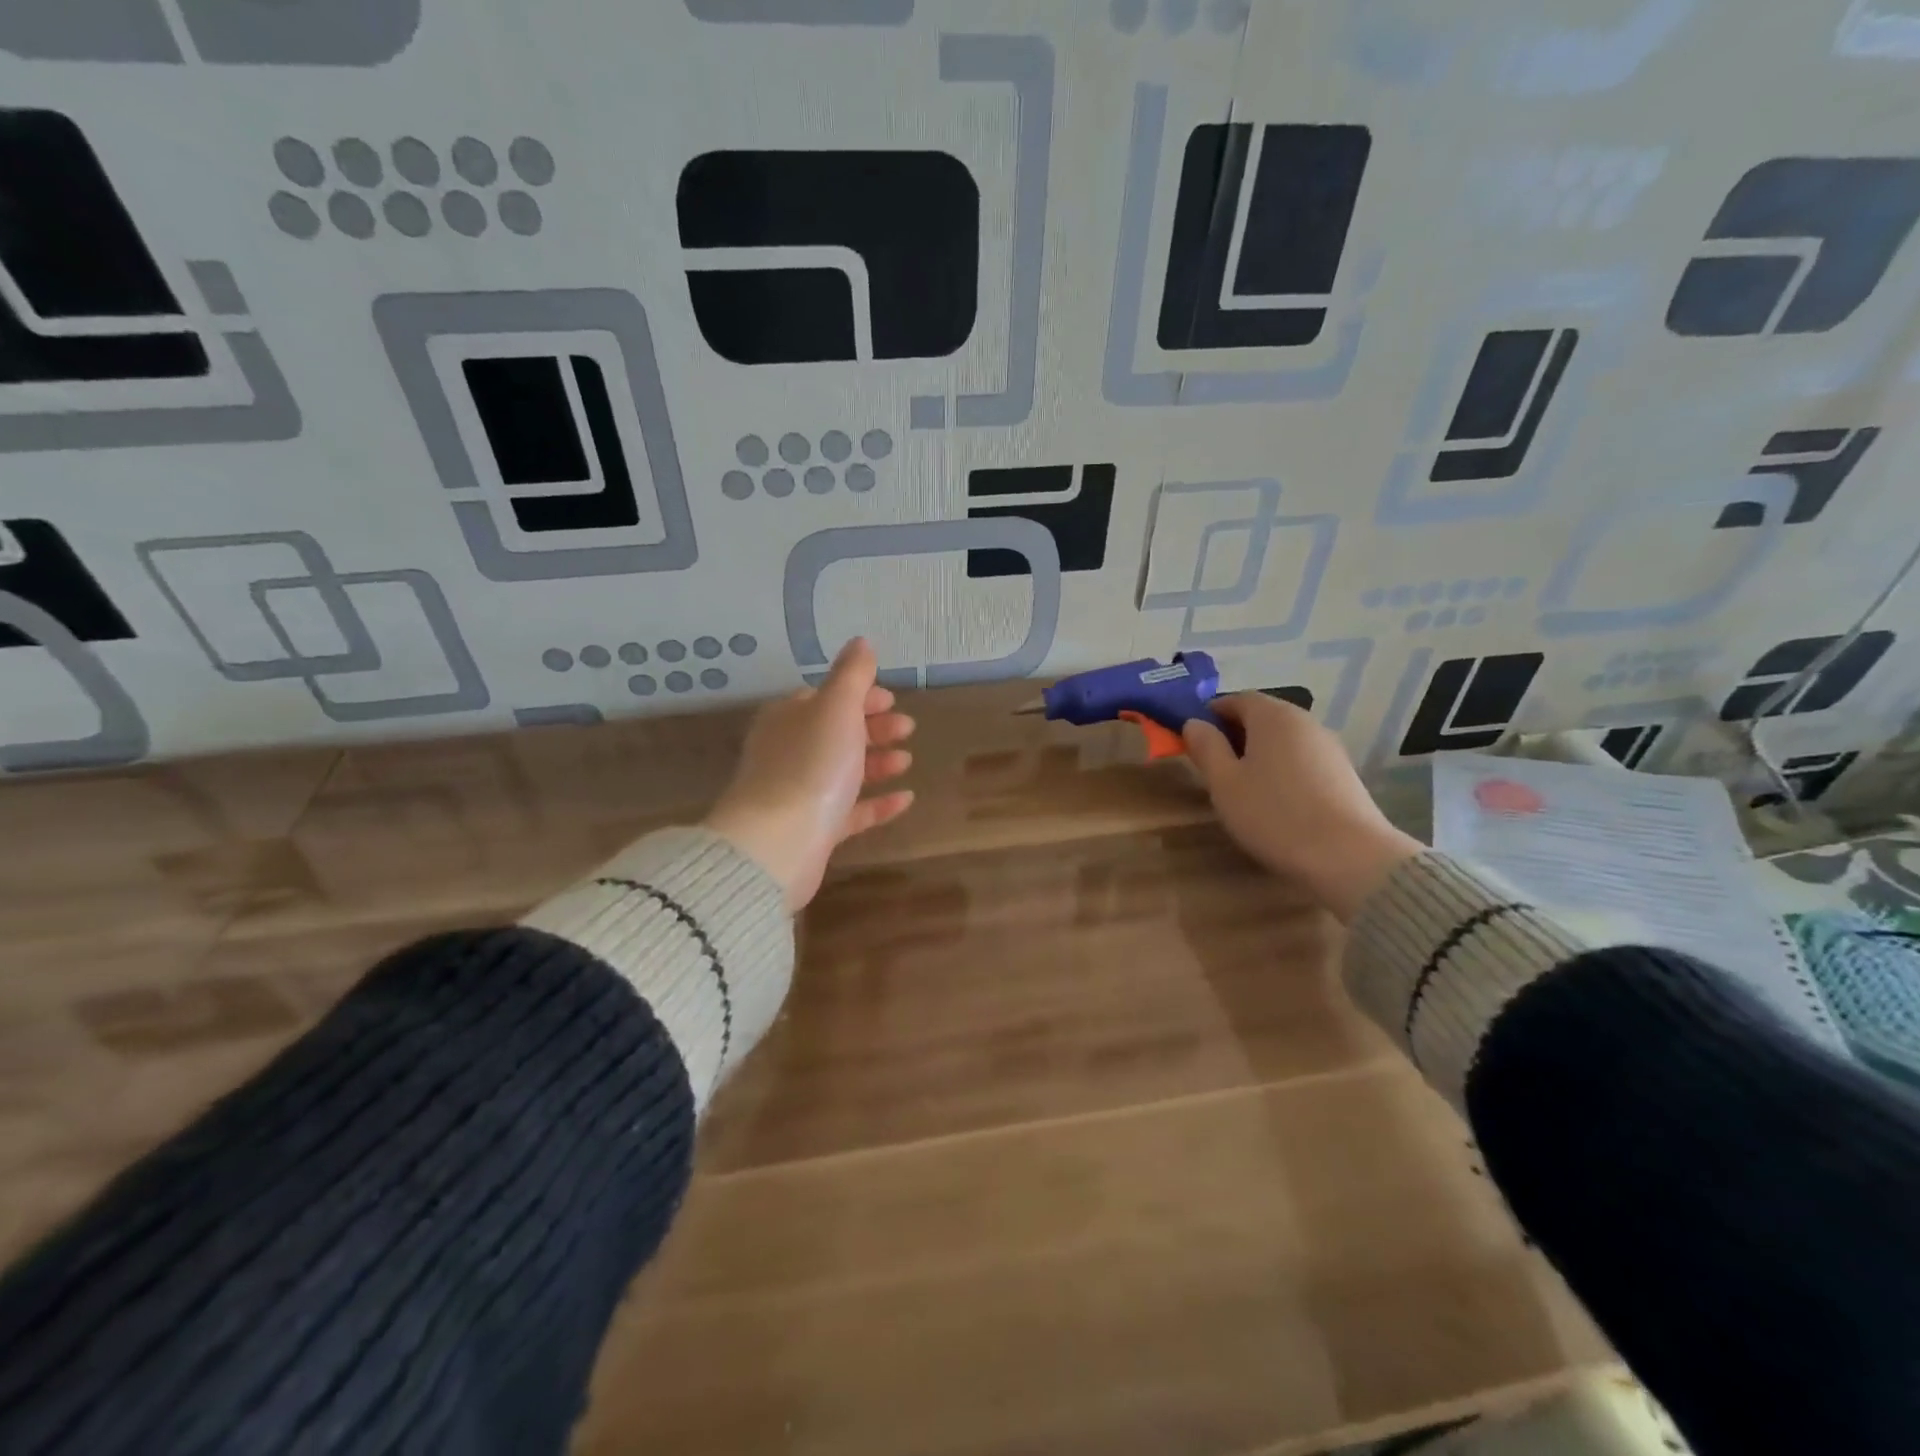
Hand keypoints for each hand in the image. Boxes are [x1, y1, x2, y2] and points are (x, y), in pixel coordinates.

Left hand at [703, 638, 915, 911]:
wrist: (779, 842)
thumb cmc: (811, 764)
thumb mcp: (836, 708)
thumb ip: (852, 674)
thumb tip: (860, 642)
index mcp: (789, 719)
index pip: (825, 699)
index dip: (860, 695)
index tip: (892, 699)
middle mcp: (790, 752)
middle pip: (836, 733)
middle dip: (874, 727)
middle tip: (907, 727)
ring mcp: (800, 793)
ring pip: (843, 771)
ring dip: (877, 762)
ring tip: (907, 760)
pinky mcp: (813, 830)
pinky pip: (850, 811)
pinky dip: (877, 803)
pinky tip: (906, 799)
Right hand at [1183, 695, 1421, 921]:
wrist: (1349, 857)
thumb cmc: (1274, 814)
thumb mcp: (1224, 783)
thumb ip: (1206, 748)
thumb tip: (1194, 723)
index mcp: (1273, 716)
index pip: (1237, 699)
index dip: (1212, 714)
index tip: (1195, 740)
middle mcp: (1305, 721)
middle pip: (1263, 717)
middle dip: (1235, 735)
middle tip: (1214, 767)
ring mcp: (1329, 747)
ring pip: (1283, 740)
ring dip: (1260, 754)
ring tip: (1243, 788)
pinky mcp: (1344, 774)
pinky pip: (1303, 760)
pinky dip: (1283, 770)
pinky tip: (1276, 802)